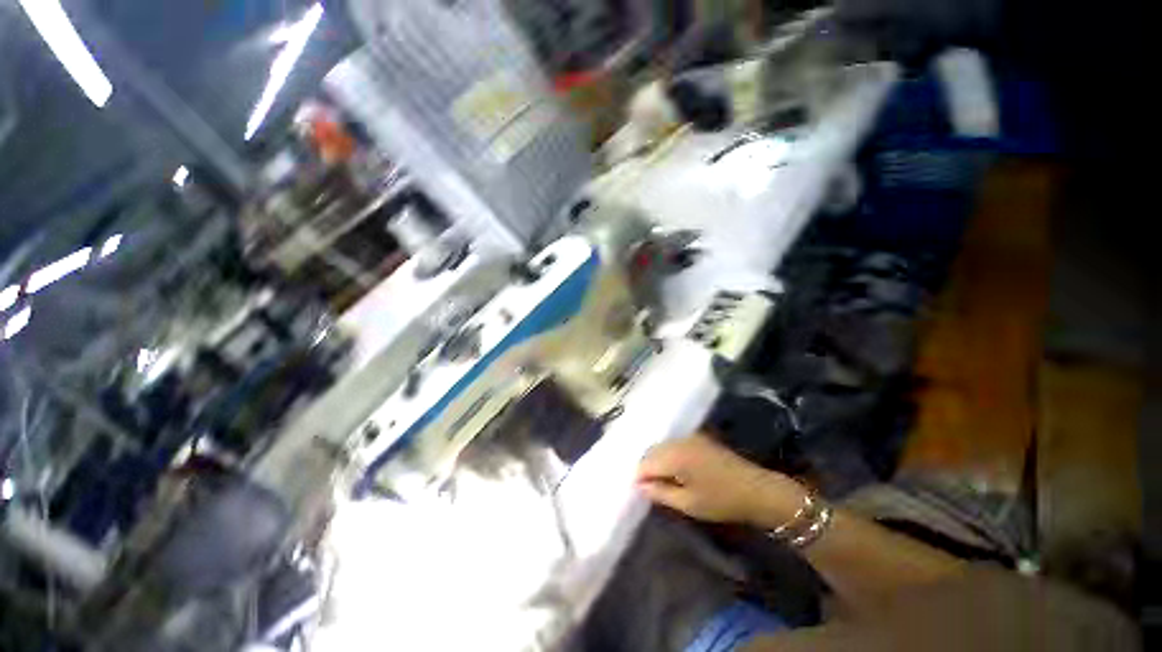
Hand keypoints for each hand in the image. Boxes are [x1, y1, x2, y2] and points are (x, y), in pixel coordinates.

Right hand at [636, 434, 809, 527]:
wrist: (757, 489)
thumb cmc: (722, 500)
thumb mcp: (688, 503)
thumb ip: (660, 493)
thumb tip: (639, 486)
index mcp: (674, 455)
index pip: (645, 464)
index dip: (639, 478)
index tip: (639, 492)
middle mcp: (678, 440)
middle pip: (652, 451)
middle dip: (647, 468)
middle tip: (648, 488)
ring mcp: (689, 436)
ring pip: (662, 446)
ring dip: (657, 461)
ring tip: (661, 480)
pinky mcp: (698, 437)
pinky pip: (674, 444)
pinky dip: (669, 455)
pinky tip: (674, 469)